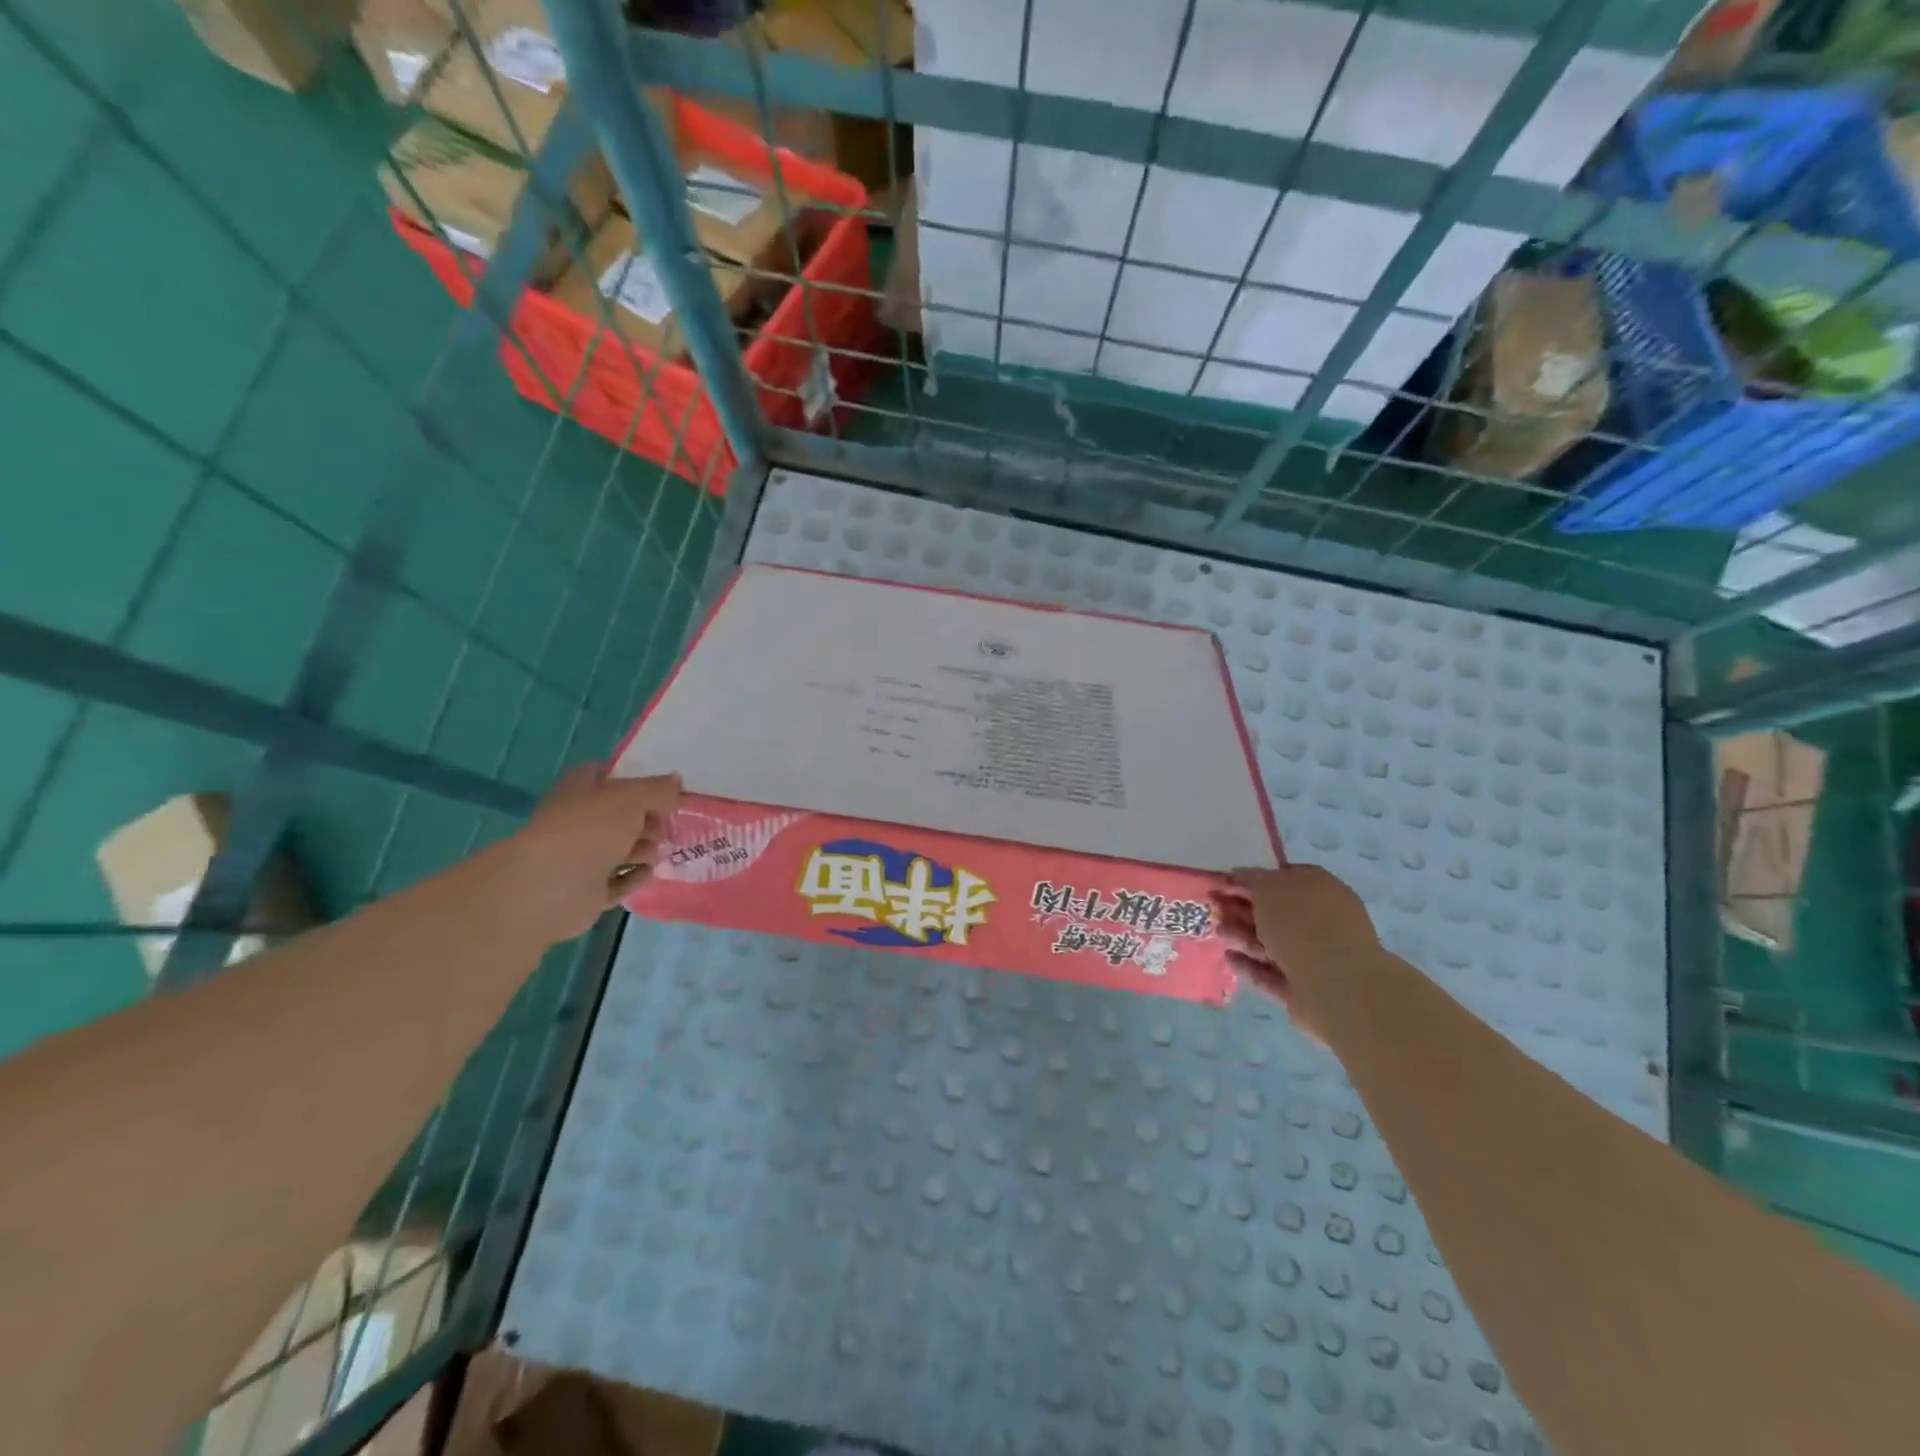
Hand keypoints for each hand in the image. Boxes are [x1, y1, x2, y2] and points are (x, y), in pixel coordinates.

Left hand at [489, 765, 683, 943]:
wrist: (553, 885)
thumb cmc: (590, 829)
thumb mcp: (632, 798)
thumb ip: (658, 789)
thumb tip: (676, 781)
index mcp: (579, 792)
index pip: (602, 776)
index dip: (630, 779)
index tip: (660, 788)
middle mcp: (577, 823)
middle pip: (617, 816)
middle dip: (646, 819)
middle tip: (668, 824)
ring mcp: (580, 859)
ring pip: (619, 849)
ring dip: (644, 848)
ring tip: (659, 851)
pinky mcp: (587, 891)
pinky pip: (618, 881)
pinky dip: (634, 876)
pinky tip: (649, 871)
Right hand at [1210, 864, 1381, 1040]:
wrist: (1337, 986)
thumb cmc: (1303, 925)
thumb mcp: (1270, 888)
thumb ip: (1251, 879)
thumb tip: (1239, 875)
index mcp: (1320, 889)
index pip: (1284, 877)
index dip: (1253, 879)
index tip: (1225, 883)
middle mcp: (1321, 921)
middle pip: (1276, 912)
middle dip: (1243, 909)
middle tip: (1213, 907)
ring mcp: (1314, 957)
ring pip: (1272, 942)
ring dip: (1243, 935)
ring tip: (1216, 932)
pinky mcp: (1303, 989)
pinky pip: (1271, 973)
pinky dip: (1250, 965)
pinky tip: (1228, 958)